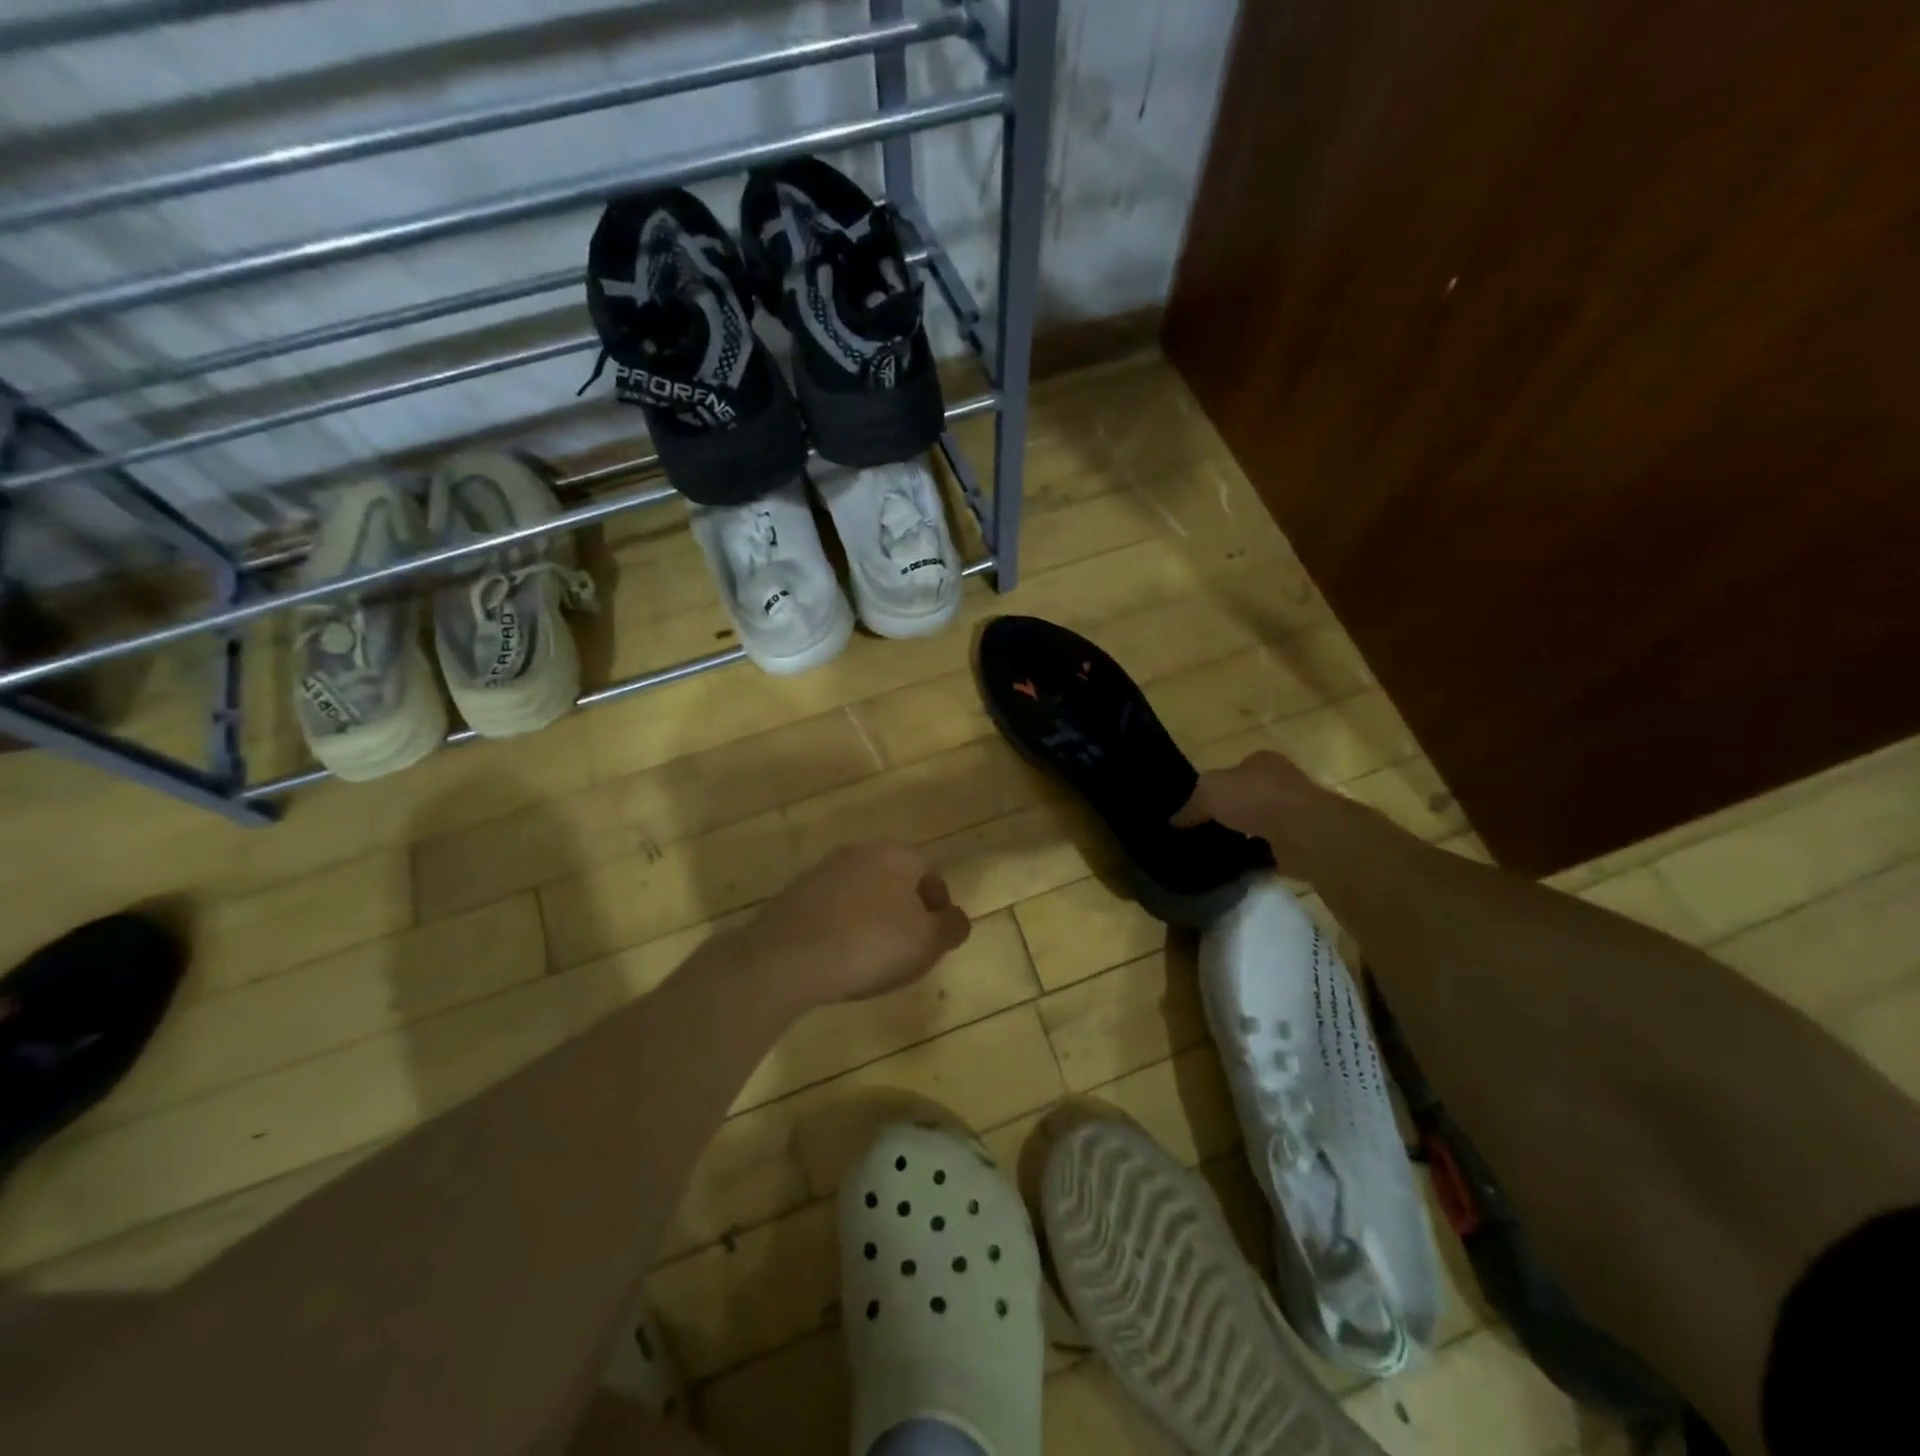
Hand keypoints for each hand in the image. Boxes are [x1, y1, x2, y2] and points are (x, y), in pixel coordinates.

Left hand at [738, 842, 971, 1008]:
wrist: (787, 958)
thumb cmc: (870, 945)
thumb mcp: (927, 943)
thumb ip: (951, 927)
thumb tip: (956, 918)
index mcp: (896, 855)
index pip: (930, 870)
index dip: (939, 903)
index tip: (937, 934)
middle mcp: (860, 852)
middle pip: (894, 877)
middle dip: (906, 907)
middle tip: (908, 944)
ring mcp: (822, 870)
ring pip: (861, 890)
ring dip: (872, 915)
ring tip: (872, 954)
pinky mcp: (794, 893)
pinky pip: (831, 907)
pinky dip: (842, 925)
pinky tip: (839, 955)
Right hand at [1173, 750, 1331, 875]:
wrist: (1304, 832)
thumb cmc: (1256, 798)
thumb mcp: (1210, 792)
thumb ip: (1191, 805)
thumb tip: (1174, 821)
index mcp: (1262, 761)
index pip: (1234, 771)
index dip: (1216, 787)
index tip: (1198, 807)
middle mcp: (1281, 782)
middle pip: (1248, 797)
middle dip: (1230, 812)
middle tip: (1204, 830)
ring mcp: (1294, 813)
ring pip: (1260, 824)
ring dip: (1244, 836)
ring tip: (1217, 850)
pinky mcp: (1301, 842)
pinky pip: (1271, 849)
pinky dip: (1257, 857)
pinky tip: (1238, 865)